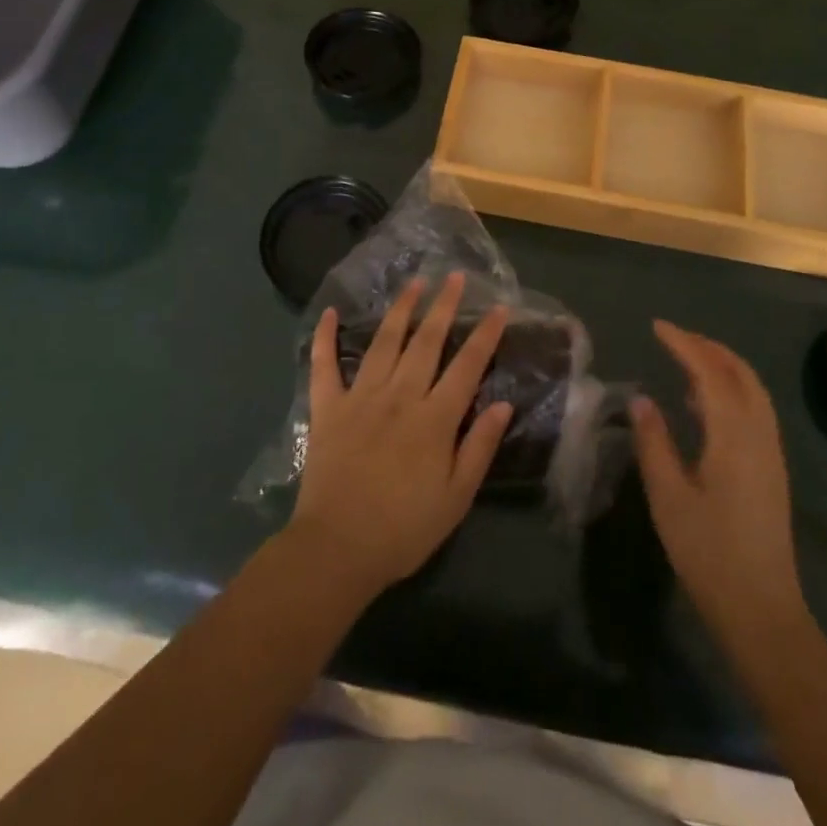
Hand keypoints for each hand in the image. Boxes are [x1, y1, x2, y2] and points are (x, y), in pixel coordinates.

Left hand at [287, 274, 513, 597]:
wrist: (337, 549)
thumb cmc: (403, 529)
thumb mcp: (456, 498)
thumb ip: (479, 447)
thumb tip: (503, 404)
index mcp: (434, 418)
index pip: (467, 366)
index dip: (485, 335)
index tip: (499, 308)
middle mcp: (400, 396)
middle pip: (426, 341)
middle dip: (444, 306)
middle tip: (455, 277)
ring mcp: (360, 397)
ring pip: (384, 342)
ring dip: (401, 309)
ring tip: (413, 282)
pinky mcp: (327, 408)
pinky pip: (324, 366)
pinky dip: (325, 338)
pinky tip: (330, 313)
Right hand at [630, 321, 809, 650]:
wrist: (761, 609)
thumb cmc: (708, 552)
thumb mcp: (668, 496)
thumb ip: (654, 442)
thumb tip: (641, 400)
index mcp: (733, 435)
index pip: (709, 371)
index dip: (683, 343)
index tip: (657, 326)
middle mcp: (759, 433)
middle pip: (739, 372)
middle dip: (707, 346)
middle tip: (673, 337)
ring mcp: (771, 451)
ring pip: (752, 389)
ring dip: (722, 365)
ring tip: (686, 361)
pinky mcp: (772, 468)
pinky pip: (755, 408)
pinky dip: (732, 388)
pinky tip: (705, 405)